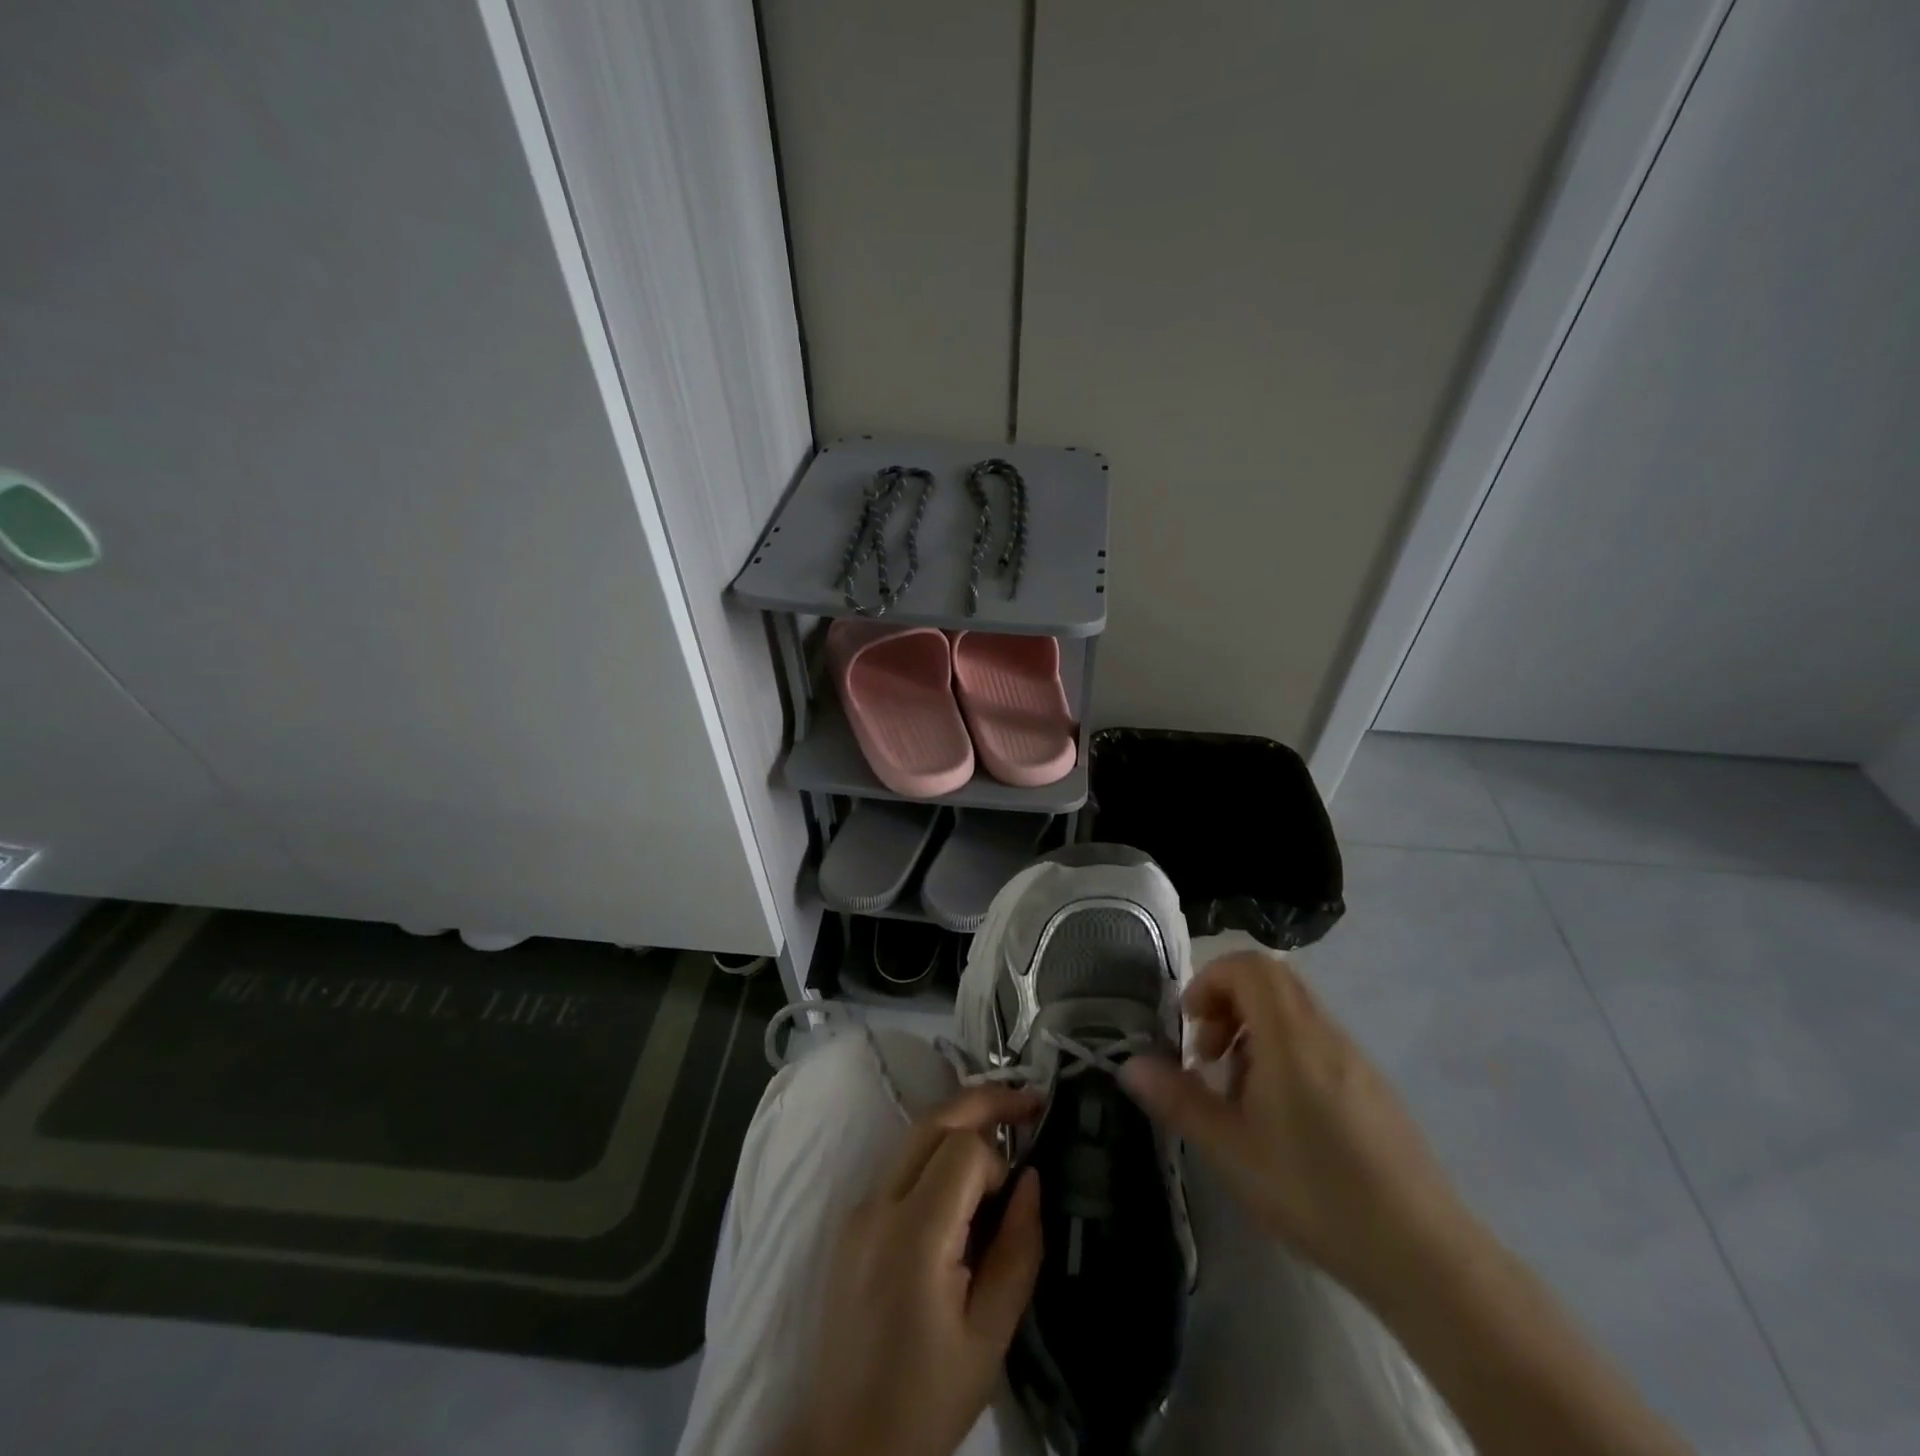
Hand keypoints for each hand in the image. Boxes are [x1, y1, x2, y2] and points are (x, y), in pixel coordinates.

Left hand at [779, 1085, 1043, 1455]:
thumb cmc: (926, 1398)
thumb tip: (1031, 1178)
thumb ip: (1018, 1250)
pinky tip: (961, 1184)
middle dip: (983, 1102)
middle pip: (932, 1120)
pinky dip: (935, 1154)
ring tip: (1001, 1137)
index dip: (998, 1161)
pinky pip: (899, 1165)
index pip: (962, 1149)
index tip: (1013, 1200)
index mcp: (913, 1234)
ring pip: (913, 1136)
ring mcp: (859, 1208)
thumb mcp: (990, 1336)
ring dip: (959, 1124)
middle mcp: (878, 1204)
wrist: (847, 1443)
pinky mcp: (852, 1221)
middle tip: (1028, 1104)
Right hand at [1120, 951, 1463, 1299]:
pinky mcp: (1372, 1087)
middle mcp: (1326, 1033)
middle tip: (1209, 1055)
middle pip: (1271, 981)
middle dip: (1227, 1004)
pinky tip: (1279, 1117)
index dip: (1210, 980)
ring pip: (1294, 1012)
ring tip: (1238, 1093)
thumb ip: (1177, 1100)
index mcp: (1291, 1036)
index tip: (1191, 1026)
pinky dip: (1283, 1053)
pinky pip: (1316, 1042)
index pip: (1249, 965)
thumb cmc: (1316, 1192)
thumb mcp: (1231, 1150)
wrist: (1424, 1255)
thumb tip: (1128, 1065)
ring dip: (1253, 1032)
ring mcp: (1355, 1059)